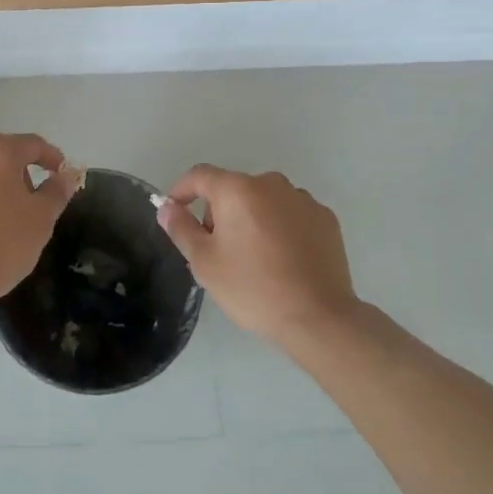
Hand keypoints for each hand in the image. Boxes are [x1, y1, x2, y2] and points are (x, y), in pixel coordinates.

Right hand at [156, 165, 358, 347]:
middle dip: (219, 211)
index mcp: (237, 190)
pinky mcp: (326, 218)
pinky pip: (291, 214)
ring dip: (251, 218)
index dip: (181, 190)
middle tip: (217, 249)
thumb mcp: (205, 263)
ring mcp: (302, 199)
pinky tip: (283, 259)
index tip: (175, 212)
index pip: (199, 175)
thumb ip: (181, 228)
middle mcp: (271, 183)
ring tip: (253, 257)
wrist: (318, 317)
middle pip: (233, 188)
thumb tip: (167, 207)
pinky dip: (280, 227)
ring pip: (264, 200)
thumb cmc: (253, 288)